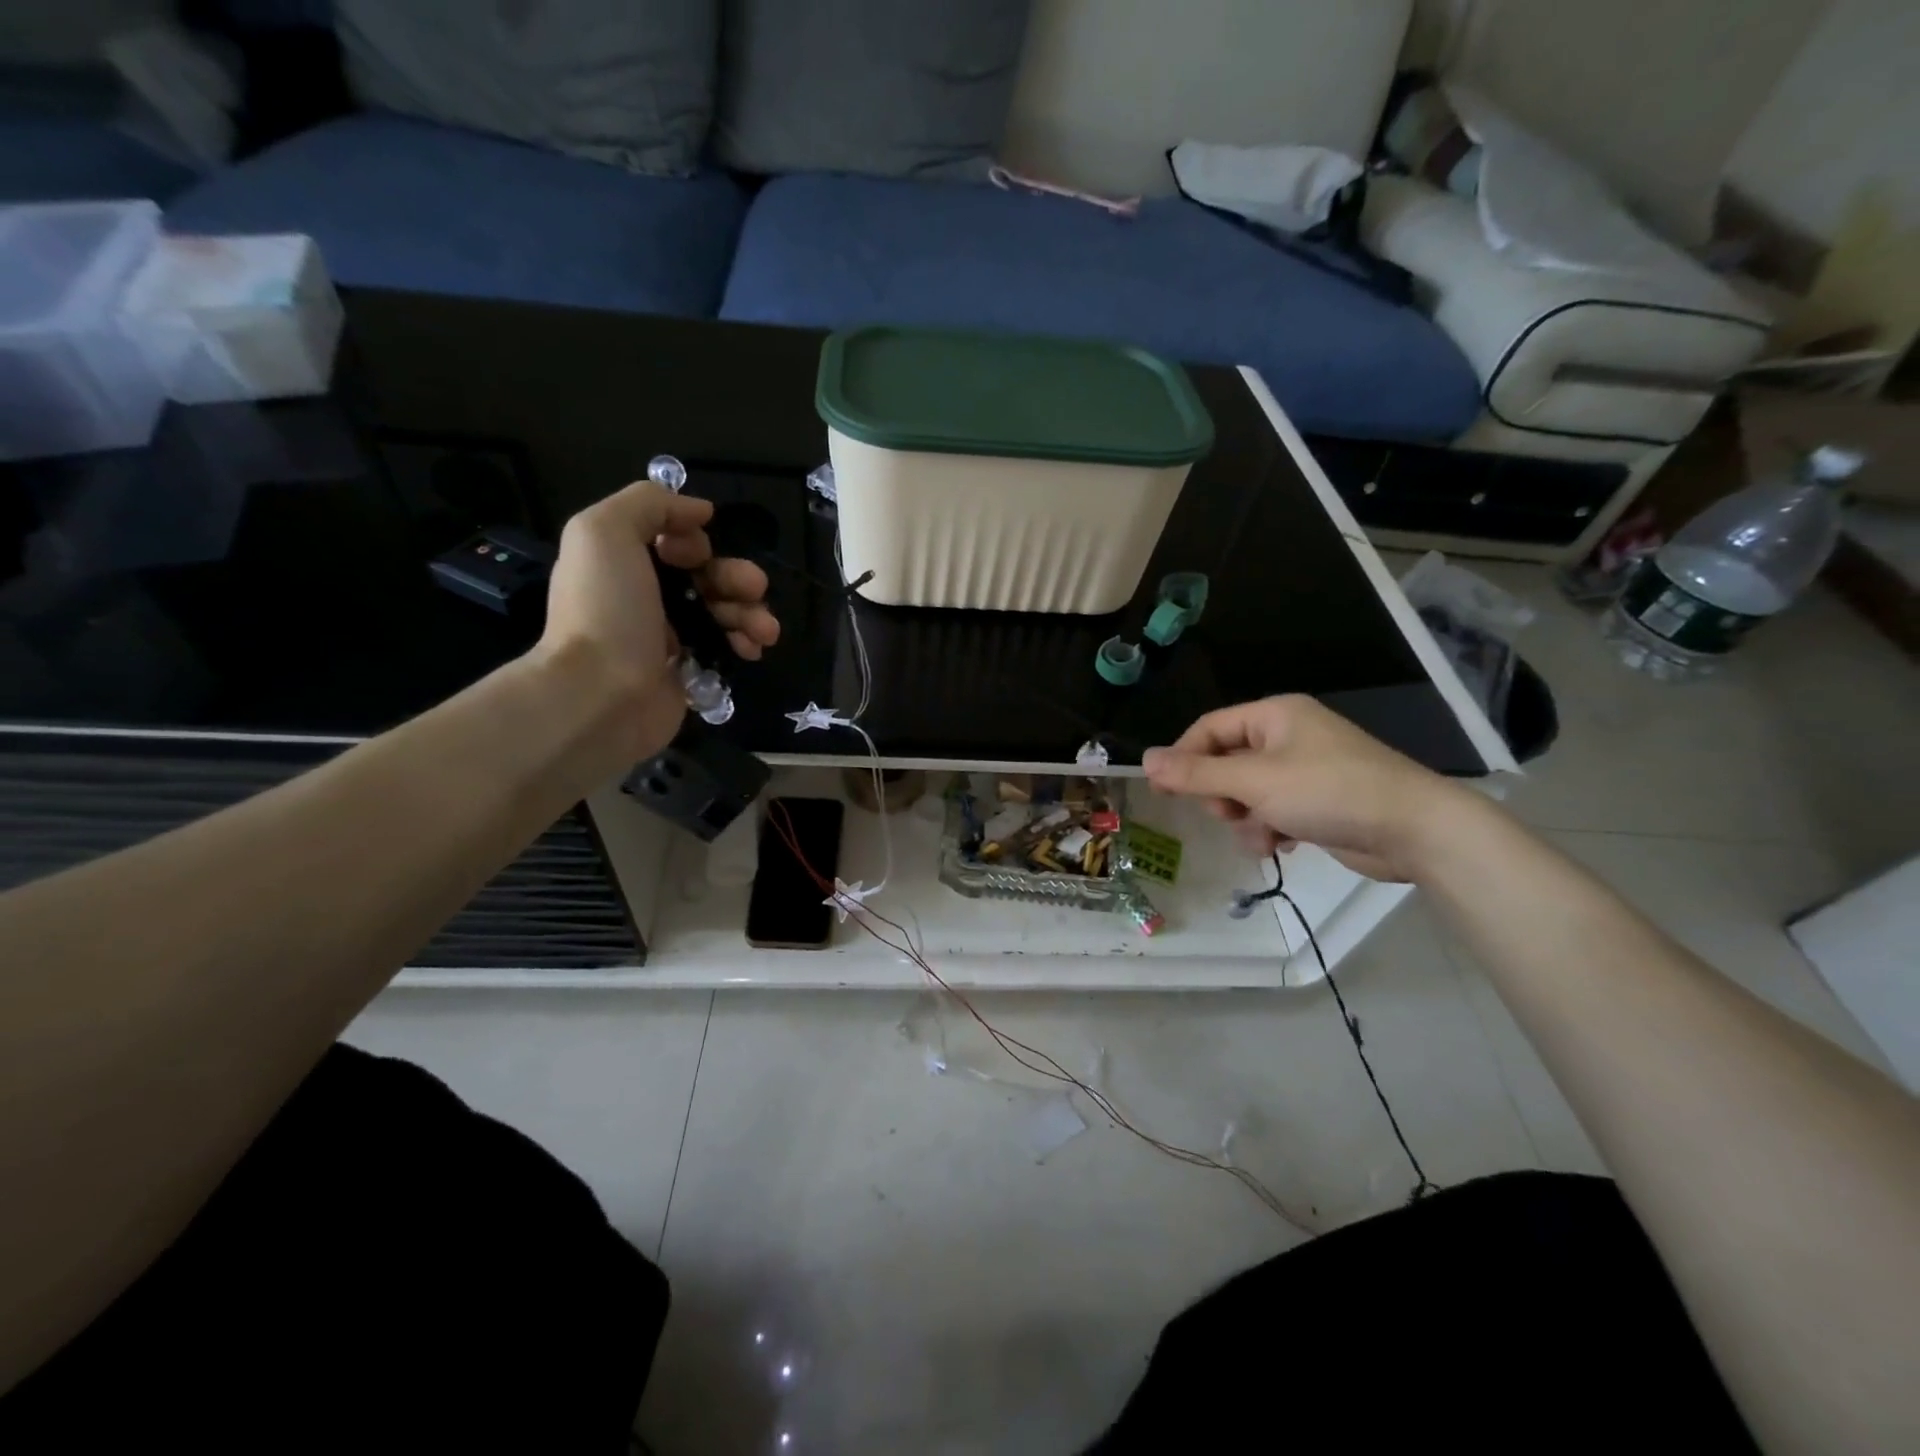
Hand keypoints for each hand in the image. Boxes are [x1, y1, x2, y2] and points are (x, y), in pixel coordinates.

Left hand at [533, 481, 779, 763]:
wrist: (600, 695)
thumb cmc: (605, 610)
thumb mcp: (605, 531)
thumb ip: (649, 503)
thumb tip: (699, 511)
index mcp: (624, 561)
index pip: (673, 540)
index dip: (696, 541)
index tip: (700, 553)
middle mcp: (646, 596)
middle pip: (706, 576)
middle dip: (737, 577)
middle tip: (755, 588)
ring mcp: (668, 637)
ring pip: (723, 612)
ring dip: (751, 613)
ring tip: (766, 630)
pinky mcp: (688, 672)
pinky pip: (726, 647)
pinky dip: (746, 643)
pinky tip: (755, 649)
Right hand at [1142, 695, 1473, 881]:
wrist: (1414, 830)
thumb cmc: (1329, 791)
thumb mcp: (1254, 781)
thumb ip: (1197, 773)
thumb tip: (1145, 760)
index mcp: (1274, 716)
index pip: (1209, 728)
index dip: (1182, 758)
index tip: (1162, 791)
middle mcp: (1287, 736)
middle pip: (1226, 762)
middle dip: (1221, 794)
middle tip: (1227, 814)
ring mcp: (1305, 770)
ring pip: (1247, 792)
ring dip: (1245, 818)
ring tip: (1263, 834)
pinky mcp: (1318, 801)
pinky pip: (1273, 810)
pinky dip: (1270, 828)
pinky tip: (1283, 843)